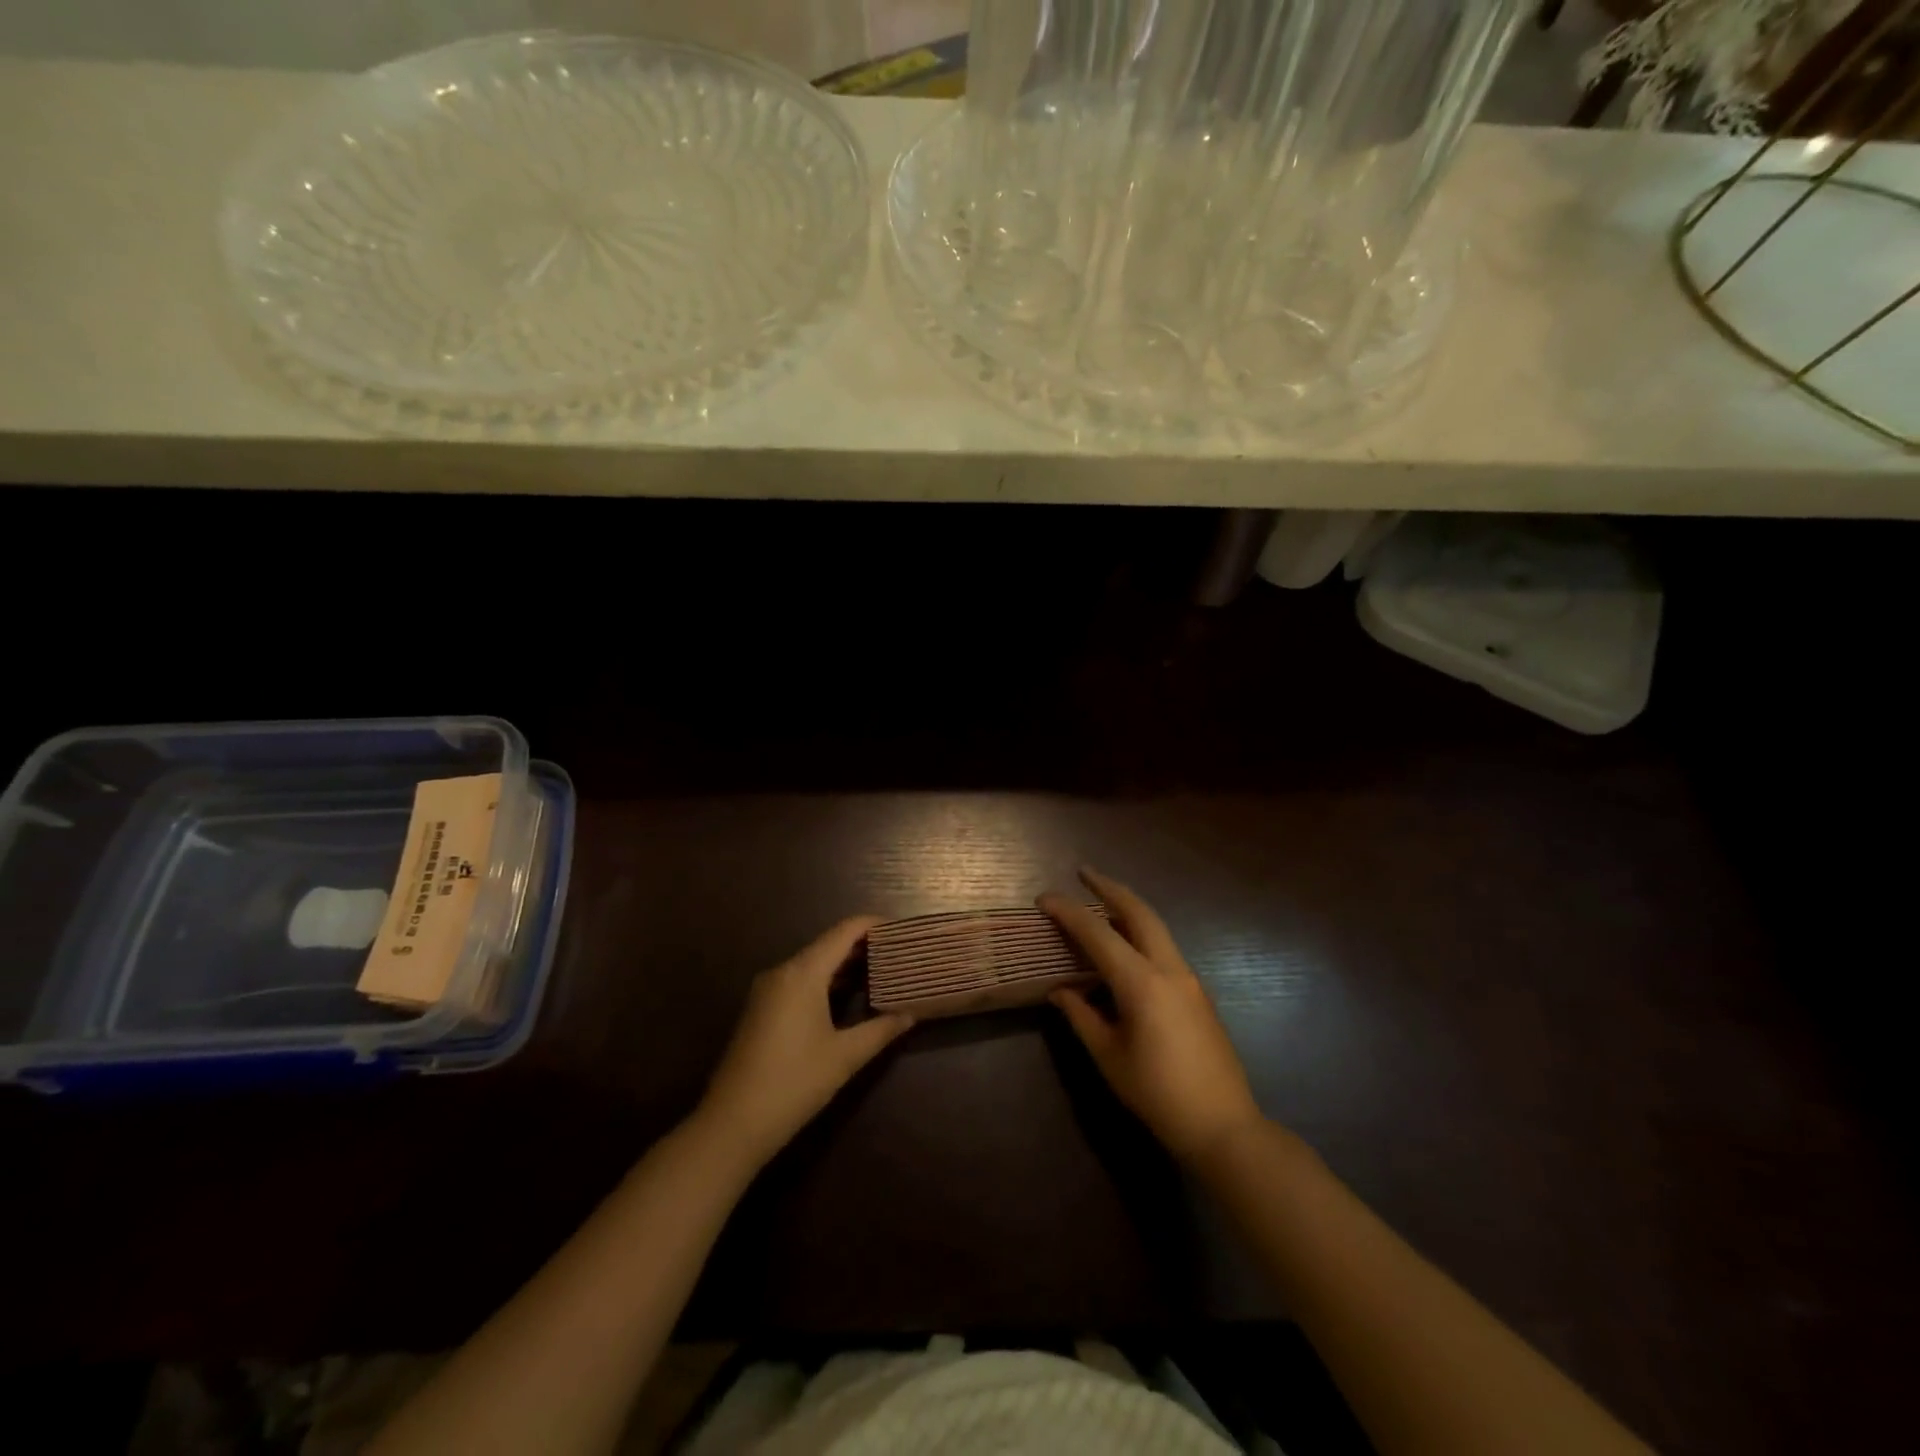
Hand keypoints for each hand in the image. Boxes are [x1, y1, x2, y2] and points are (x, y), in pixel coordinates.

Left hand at [696, 917, 912, 1166]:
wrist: (732, 1124)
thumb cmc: (794, 1083)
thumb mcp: (845, 1057)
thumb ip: (881, 1030)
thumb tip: (911, 1014)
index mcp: (803, 973)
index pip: (844, 931)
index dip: (873, 925)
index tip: (902, 930)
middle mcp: (783, 971)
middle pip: (828, 944)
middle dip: (863, 945)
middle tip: (897, 953)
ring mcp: (767, 989)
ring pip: (813, 962)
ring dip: (844, 964)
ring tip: (880, 970)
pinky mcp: (761, 1008)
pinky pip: (799, 980)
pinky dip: (826, 979)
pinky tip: (847, 995)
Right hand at [1040, 868, 1264, 1165]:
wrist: (1223, 1126)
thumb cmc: (1157, 1094)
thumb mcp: (1109, 1056)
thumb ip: (1081, 1016)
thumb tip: (1059, 990)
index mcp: (1142, 983)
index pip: (1098, 934)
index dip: (1068, 912)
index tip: (1043, 898)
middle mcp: (1169, 969)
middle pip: (1139, 912)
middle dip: (1110, 888)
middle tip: (1084, 873)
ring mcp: (1189, 978)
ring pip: (1156, 927)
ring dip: (1128, 908)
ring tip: (1100, 902)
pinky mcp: (1198, 992)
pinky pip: (1164, 949)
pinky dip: (1140, 934)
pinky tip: (1124, 946)